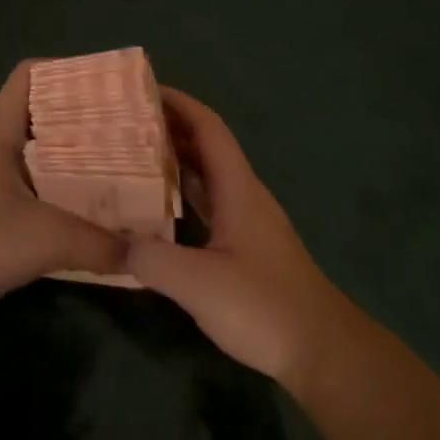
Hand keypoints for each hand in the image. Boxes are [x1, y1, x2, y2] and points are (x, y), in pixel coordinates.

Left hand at [0, 61, 126, 318]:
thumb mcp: (44, 240)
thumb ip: (98, 244)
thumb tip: (142, 252)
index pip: (31, 75)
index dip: (69, 71)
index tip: (111, 87)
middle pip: (40, 112)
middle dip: (83, 118)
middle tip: (127, 130)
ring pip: (34, 149)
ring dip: (71, 155)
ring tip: (115, 164)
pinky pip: (27, 179)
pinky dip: (55, 185)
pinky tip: (82, 204)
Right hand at [126, 88, 361, 386]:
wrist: (321, 349)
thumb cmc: (264, 306)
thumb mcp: (199, 283)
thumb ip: (154, 259)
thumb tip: (118, 243)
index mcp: (239, 190)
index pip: (210, 130)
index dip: (180, 105)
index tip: (144, 90)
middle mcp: (246, 197)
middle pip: (208, 149)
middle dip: (170, 130)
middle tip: (124, 125)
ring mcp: (249, 223)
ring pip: (209, 178)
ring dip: (176, 163)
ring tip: (133, 159)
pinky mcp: (248, 248)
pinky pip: (210, 206)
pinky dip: (184, 197)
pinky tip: (159, 211)